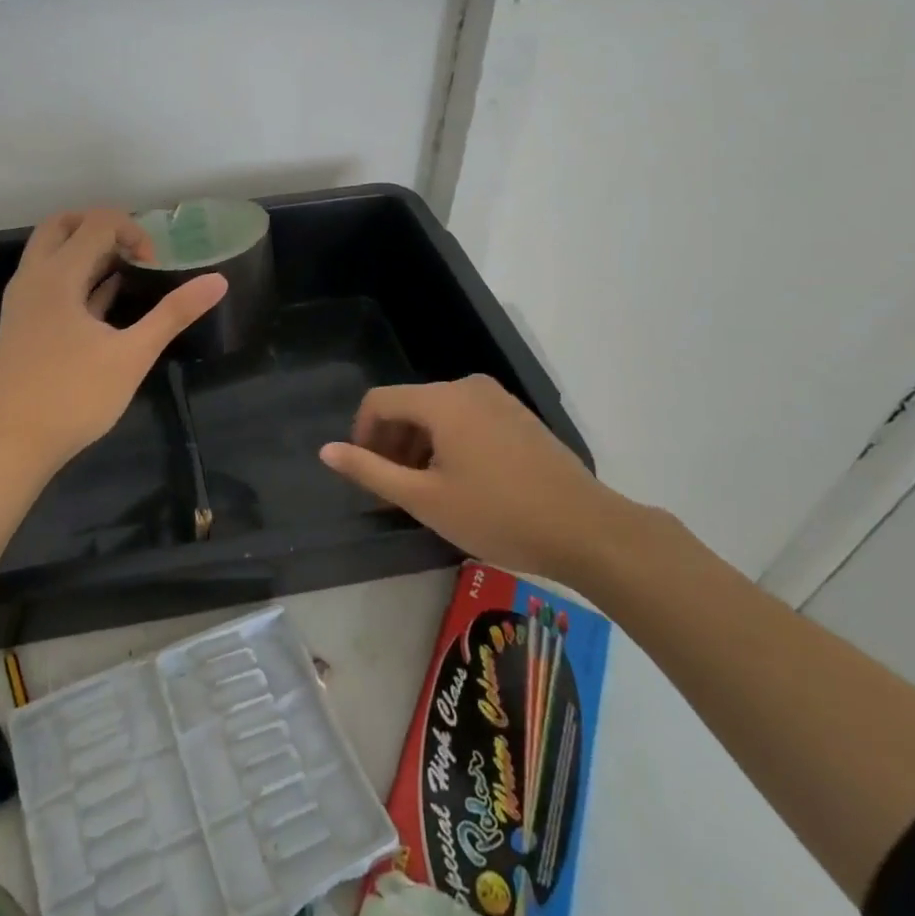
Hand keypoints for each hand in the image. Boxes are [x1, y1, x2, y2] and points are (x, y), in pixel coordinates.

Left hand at [0, 208, 227, 474]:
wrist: (12, 445)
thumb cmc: (74, 397)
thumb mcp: (132, 355)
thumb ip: (173, 313)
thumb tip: (218, 281)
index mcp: (57, 275)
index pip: (96, 222)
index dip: (133, 231)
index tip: (155, 265)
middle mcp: (33, 277)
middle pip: (63, 224)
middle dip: (102, 227)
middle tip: (135, 251)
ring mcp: (23, 299)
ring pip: (52, 251)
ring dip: (87, 250)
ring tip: (127, 272)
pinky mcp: (23, 321)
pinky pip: (48, 279)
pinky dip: (76, 275)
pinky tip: (106, 298)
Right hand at [321, 375, 630, 584]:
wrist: (588, 529)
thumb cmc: (498, 514)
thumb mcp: (425, 499)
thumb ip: (371, 471)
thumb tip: (326, 451)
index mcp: (441, 400)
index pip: (379, 401)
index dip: (361, 435)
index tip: (366, 474)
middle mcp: (467, 387)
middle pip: (410, 405)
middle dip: (393, 443)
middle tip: (395, 490)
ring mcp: (497, 398)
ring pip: (438, 413)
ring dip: (420, 446)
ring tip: (427, 491)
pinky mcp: (518, 416)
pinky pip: (467, 418)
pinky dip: (450, 442)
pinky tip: (463, 482)